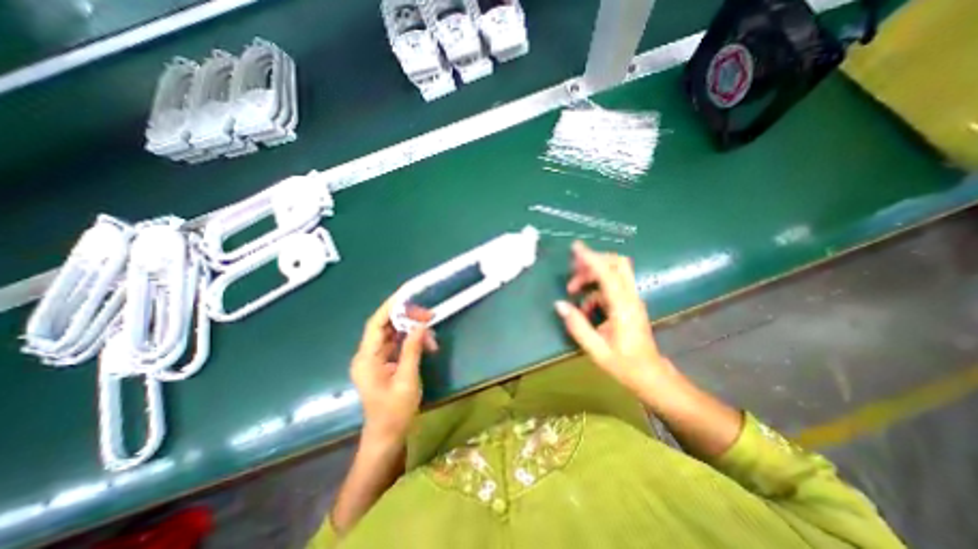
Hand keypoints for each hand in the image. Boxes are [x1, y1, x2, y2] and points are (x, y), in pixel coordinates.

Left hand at [347, 296, 429, 445]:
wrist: (387, 436)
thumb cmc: (395, 412)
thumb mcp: (407, 380)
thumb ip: (412, 350)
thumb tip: (420, 326)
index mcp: (367, 359)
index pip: (376, 324)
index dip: (390, 307)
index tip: (407, 295)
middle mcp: (368, 355)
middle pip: (386, 326)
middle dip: (408, 318)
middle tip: (430, 317)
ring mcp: (376, 359)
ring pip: (394, 334)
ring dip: (413, 331)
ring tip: (432, 339)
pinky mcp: (384, 363)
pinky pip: (398, 344)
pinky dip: (412, 342)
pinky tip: (427, 346)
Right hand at [554, 242, 677, 400]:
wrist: (651, 376)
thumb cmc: (625, 365)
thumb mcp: (596, 350)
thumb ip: (577, 326)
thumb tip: (559, 304)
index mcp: (623, 307)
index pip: (607, 273)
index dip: (591, 258)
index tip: (575, 247)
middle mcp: (630, 297)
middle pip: (617, 263)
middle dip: (593, 261)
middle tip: (573, 269)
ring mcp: (631, 299)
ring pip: (613, 272)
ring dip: (591, 275)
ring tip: (572, 290)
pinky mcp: (629, 303)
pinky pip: (611, 286)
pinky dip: (595, 290)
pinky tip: (585, 307)